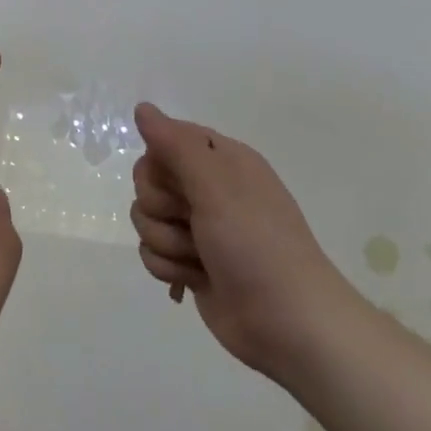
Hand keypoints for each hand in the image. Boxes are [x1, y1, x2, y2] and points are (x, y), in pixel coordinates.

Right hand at [130, 103, 357, 382]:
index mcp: (223, 161)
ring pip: (146, 221)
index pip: (165, 142)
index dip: (161, 166)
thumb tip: (143, 107)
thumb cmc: (256, 245)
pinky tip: (195, 280)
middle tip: (193, 223)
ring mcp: (199, 229)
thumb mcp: (217, 186)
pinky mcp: (190, 263)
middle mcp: (209, 189)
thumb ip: (176, 145)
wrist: (287, 322)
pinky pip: (152, 254)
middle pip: (148, 183)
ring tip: (201, 259)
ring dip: (167, 243)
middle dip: (161, 209)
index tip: (179, 185)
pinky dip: (170, 269)